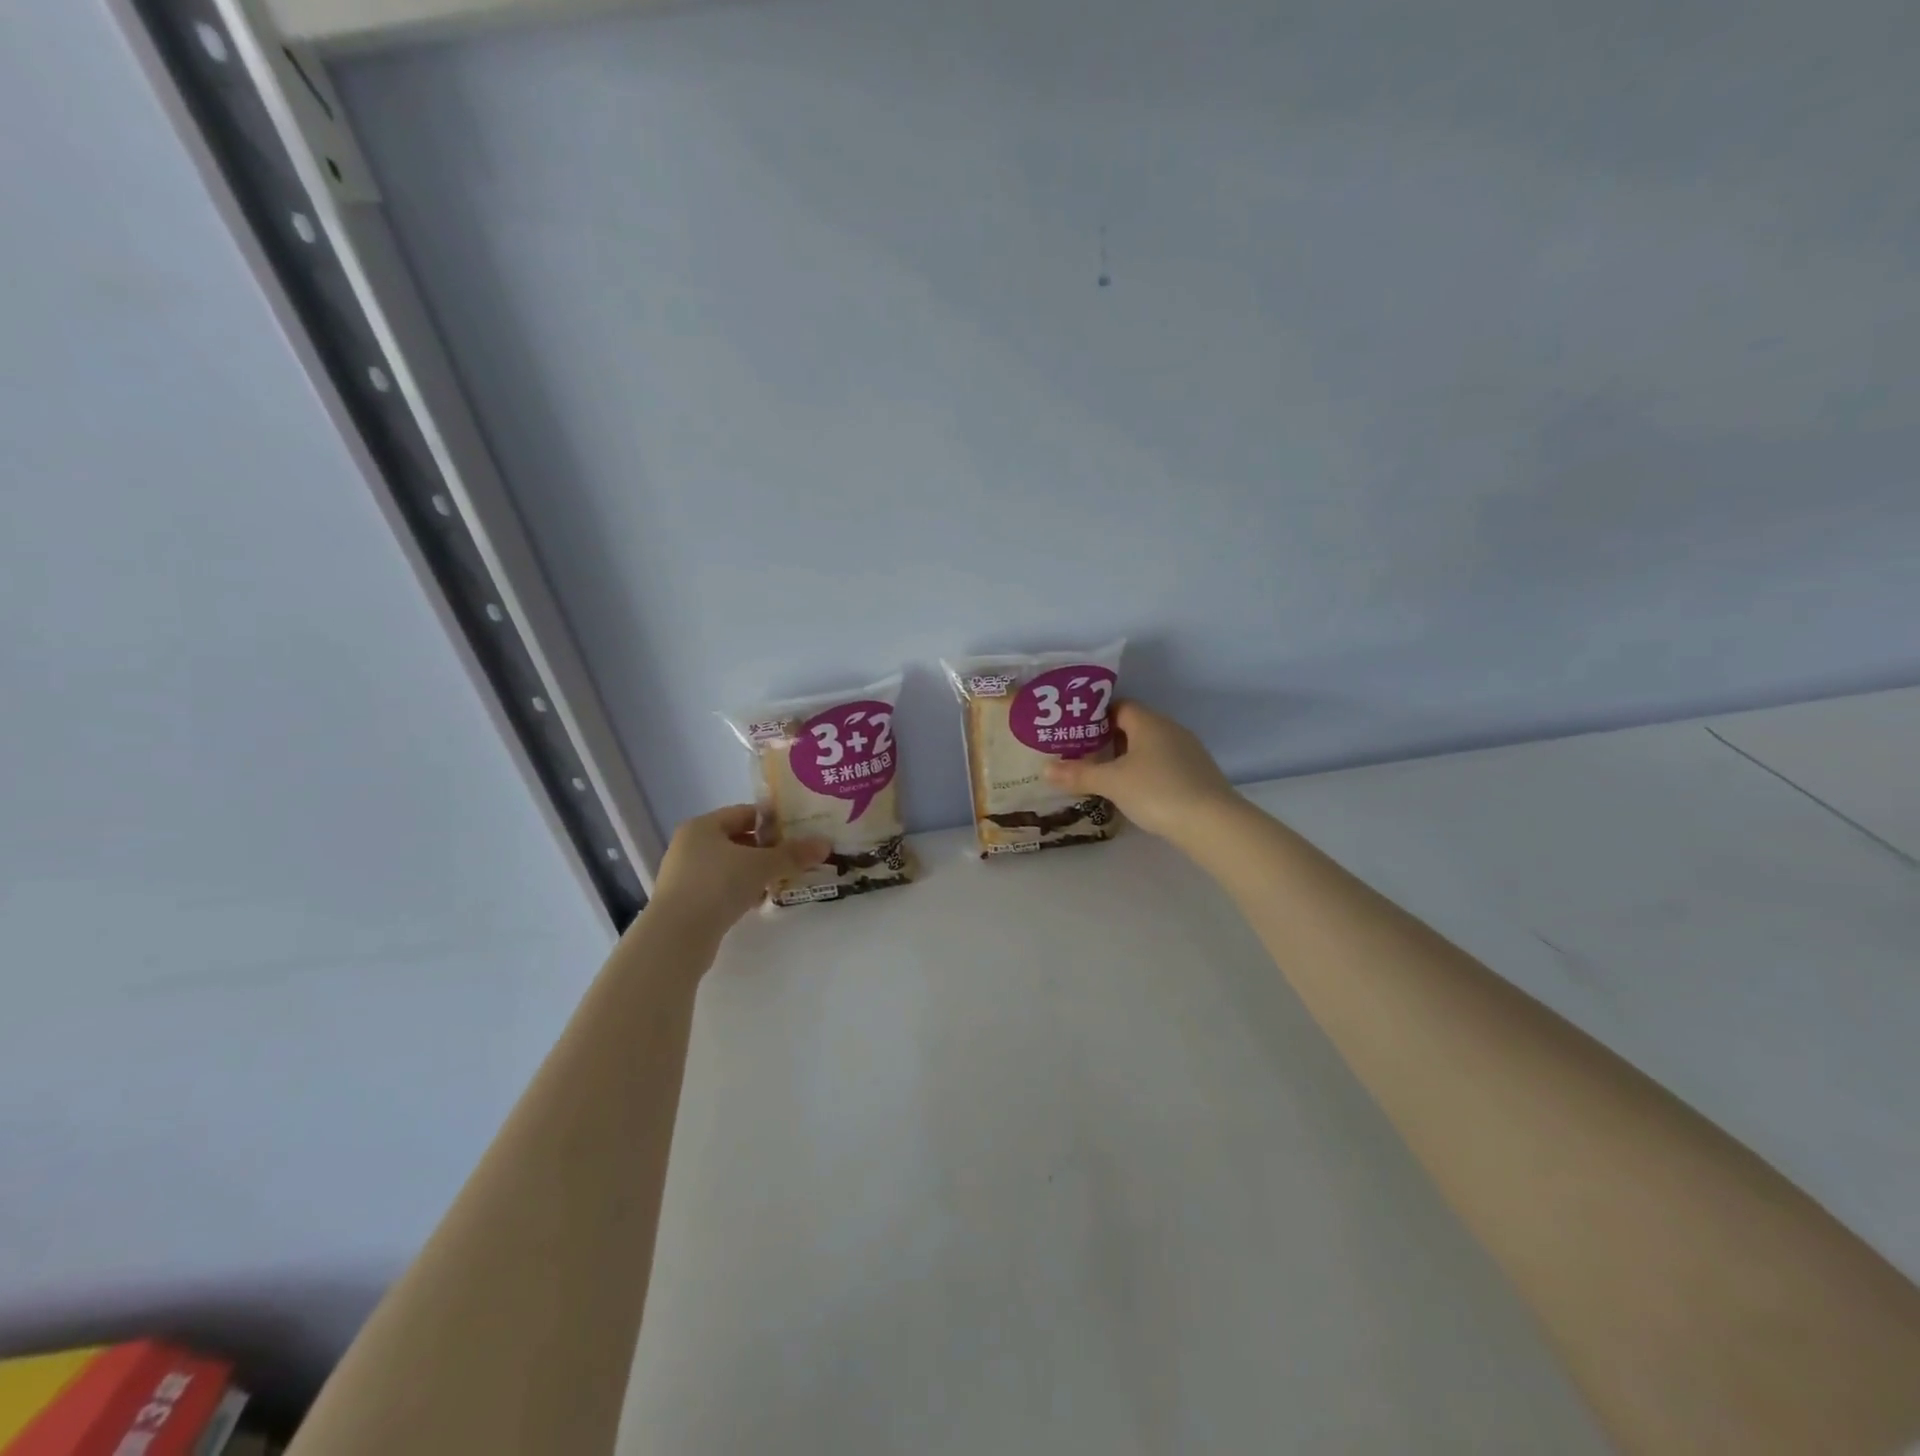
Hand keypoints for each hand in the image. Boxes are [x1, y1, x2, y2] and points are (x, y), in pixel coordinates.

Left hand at [648, 805, 829, 934]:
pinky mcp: (686, 901)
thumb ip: (793, 854)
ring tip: (781, 881)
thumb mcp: (761, 865)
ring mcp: (684, 874)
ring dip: (755, 872)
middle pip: (738, 839)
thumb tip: (826, 844)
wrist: (677, 937)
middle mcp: (690, 845)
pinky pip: (720, 887)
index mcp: (703, 826)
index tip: (798, 831)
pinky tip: (758, 901)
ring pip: (730, 865)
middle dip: (767, 849)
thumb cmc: (718, 885)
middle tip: (795, 858)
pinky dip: (740, 890)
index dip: (773, 820)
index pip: (745, 813)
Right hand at [1045, 701, 1237, 843]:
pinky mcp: (1198, 773)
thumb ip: (1078, 774)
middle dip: (1109, 740)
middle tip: (1083, 756)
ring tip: (1104, 776)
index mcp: (1148, 722)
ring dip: (1128, 758)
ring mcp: (1188, 751)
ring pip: (1150, 746)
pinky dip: (1147, 772)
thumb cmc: (1156, 791)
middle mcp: (1170, 729)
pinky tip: (1136, 792)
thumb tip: (1046, 769)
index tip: (1076, 732)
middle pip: (1134, 726)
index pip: (1119, 706)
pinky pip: (1164, 764)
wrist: (1212, 822)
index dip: (1096, 717)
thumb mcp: (1111, 783)